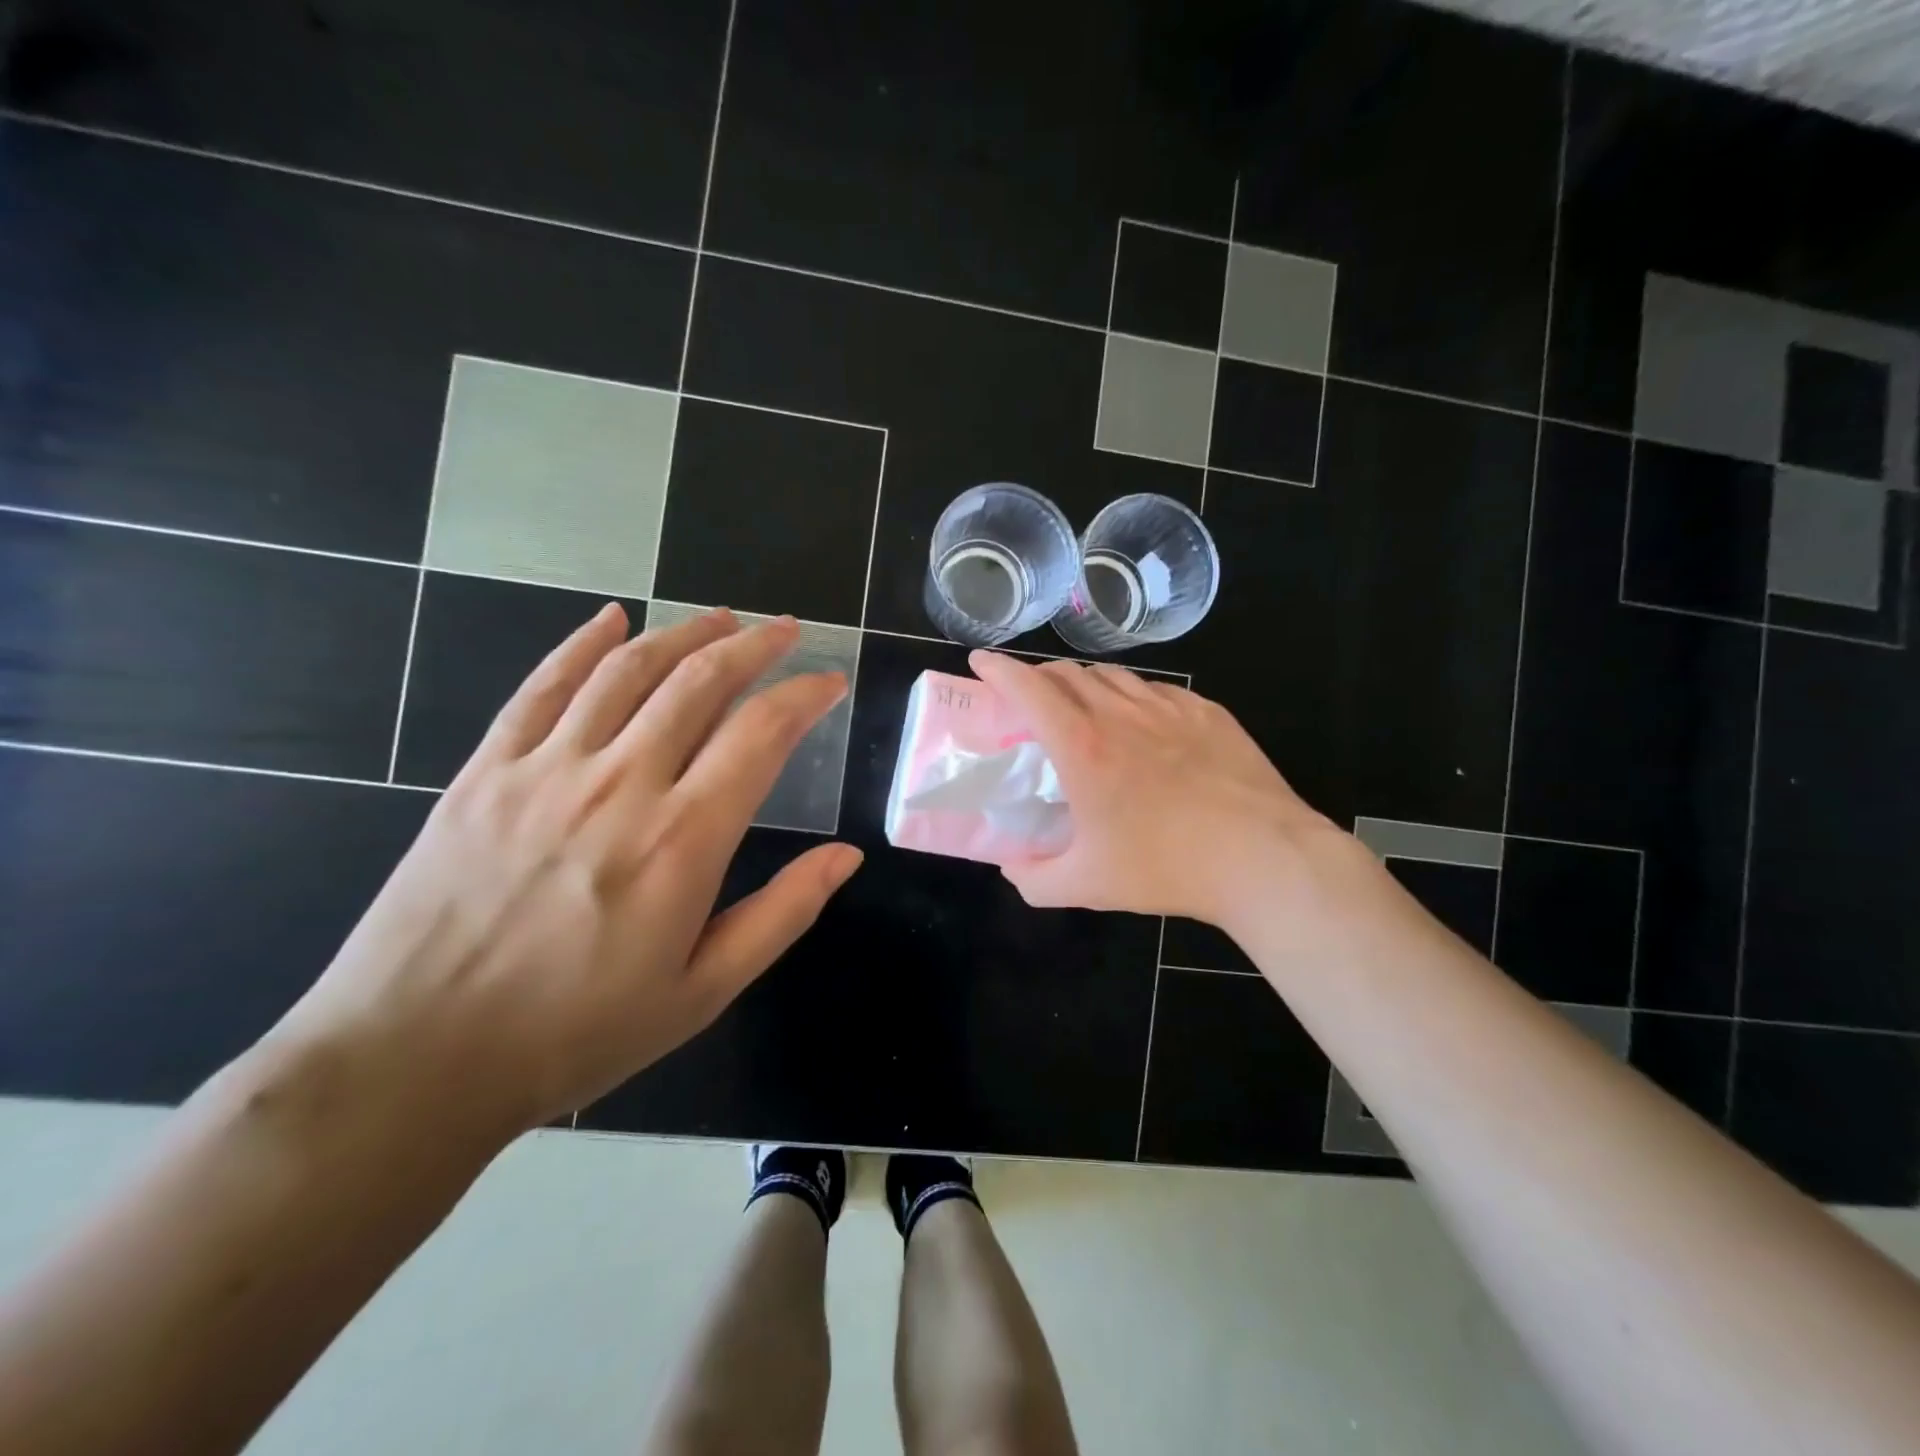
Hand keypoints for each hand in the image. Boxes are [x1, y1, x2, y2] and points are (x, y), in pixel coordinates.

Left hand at [279, 604, 862, 1139]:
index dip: (803, 695)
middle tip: (784, 630)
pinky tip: (610, 619)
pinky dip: (582, 645)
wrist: (415, 1058)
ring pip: (627, 670)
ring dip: (682, 633)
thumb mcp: (704, 990)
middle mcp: (620, 785)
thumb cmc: (577, 1031)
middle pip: (699, 682)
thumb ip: (783, 913)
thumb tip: (847, 855)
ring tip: (720, 620)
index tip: (828, 681)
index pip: (761, 733)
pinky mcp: (486, 772)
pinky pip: (541, 687)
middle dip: (753, 646)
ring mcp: (546, 769)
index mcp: (682, 840)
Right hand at [968, 651, 1353, 928]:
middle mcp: (1122, 713)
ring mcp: (1170, 708)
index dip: (998, 668)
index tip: (980, 661)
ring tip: (1082, 708)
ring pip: (1113, 676)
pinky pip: (1156, 690)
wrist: (1263, 858)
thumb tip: (1010, 866)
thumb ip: (1033, 879)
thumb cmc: (1167, 868)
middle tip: (1028, 698)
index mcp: (1083, 747)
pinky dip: (1132, 696)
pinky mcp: (1208, 712)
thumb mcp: (1086, 886)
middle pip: (1068, 673)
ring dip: (1084, 683)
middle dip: (1037, 676)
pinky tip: (1141, 723)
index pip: (1028, 687)